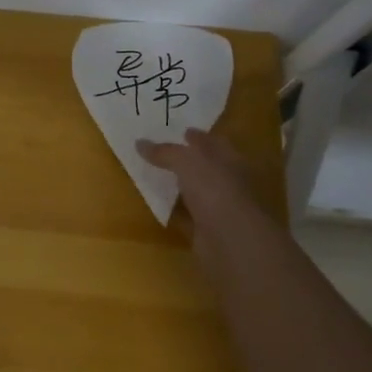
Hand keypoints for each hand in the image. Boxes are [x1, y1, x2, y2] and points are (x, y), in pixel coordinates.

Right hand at [136, 127, 260, 235]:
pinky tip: (160, 206)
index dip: (197, 137)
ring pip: (196, 192)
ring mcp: (219, 208)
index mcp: (230, 160)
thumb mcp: (186, 162)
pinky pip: (187, 216)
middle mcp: (228, 182)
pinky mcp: (208, 230)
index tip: (180, 131)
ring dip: (180, 186)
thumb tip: (139, 143)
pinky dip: (176, 211)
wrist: (231, 240)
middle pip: (205, 167)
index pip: (213, 143)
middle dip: (188, 160)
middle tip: (160, 152)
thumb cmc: (215, 190)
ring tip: (155, 176)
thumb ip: (165, 152)